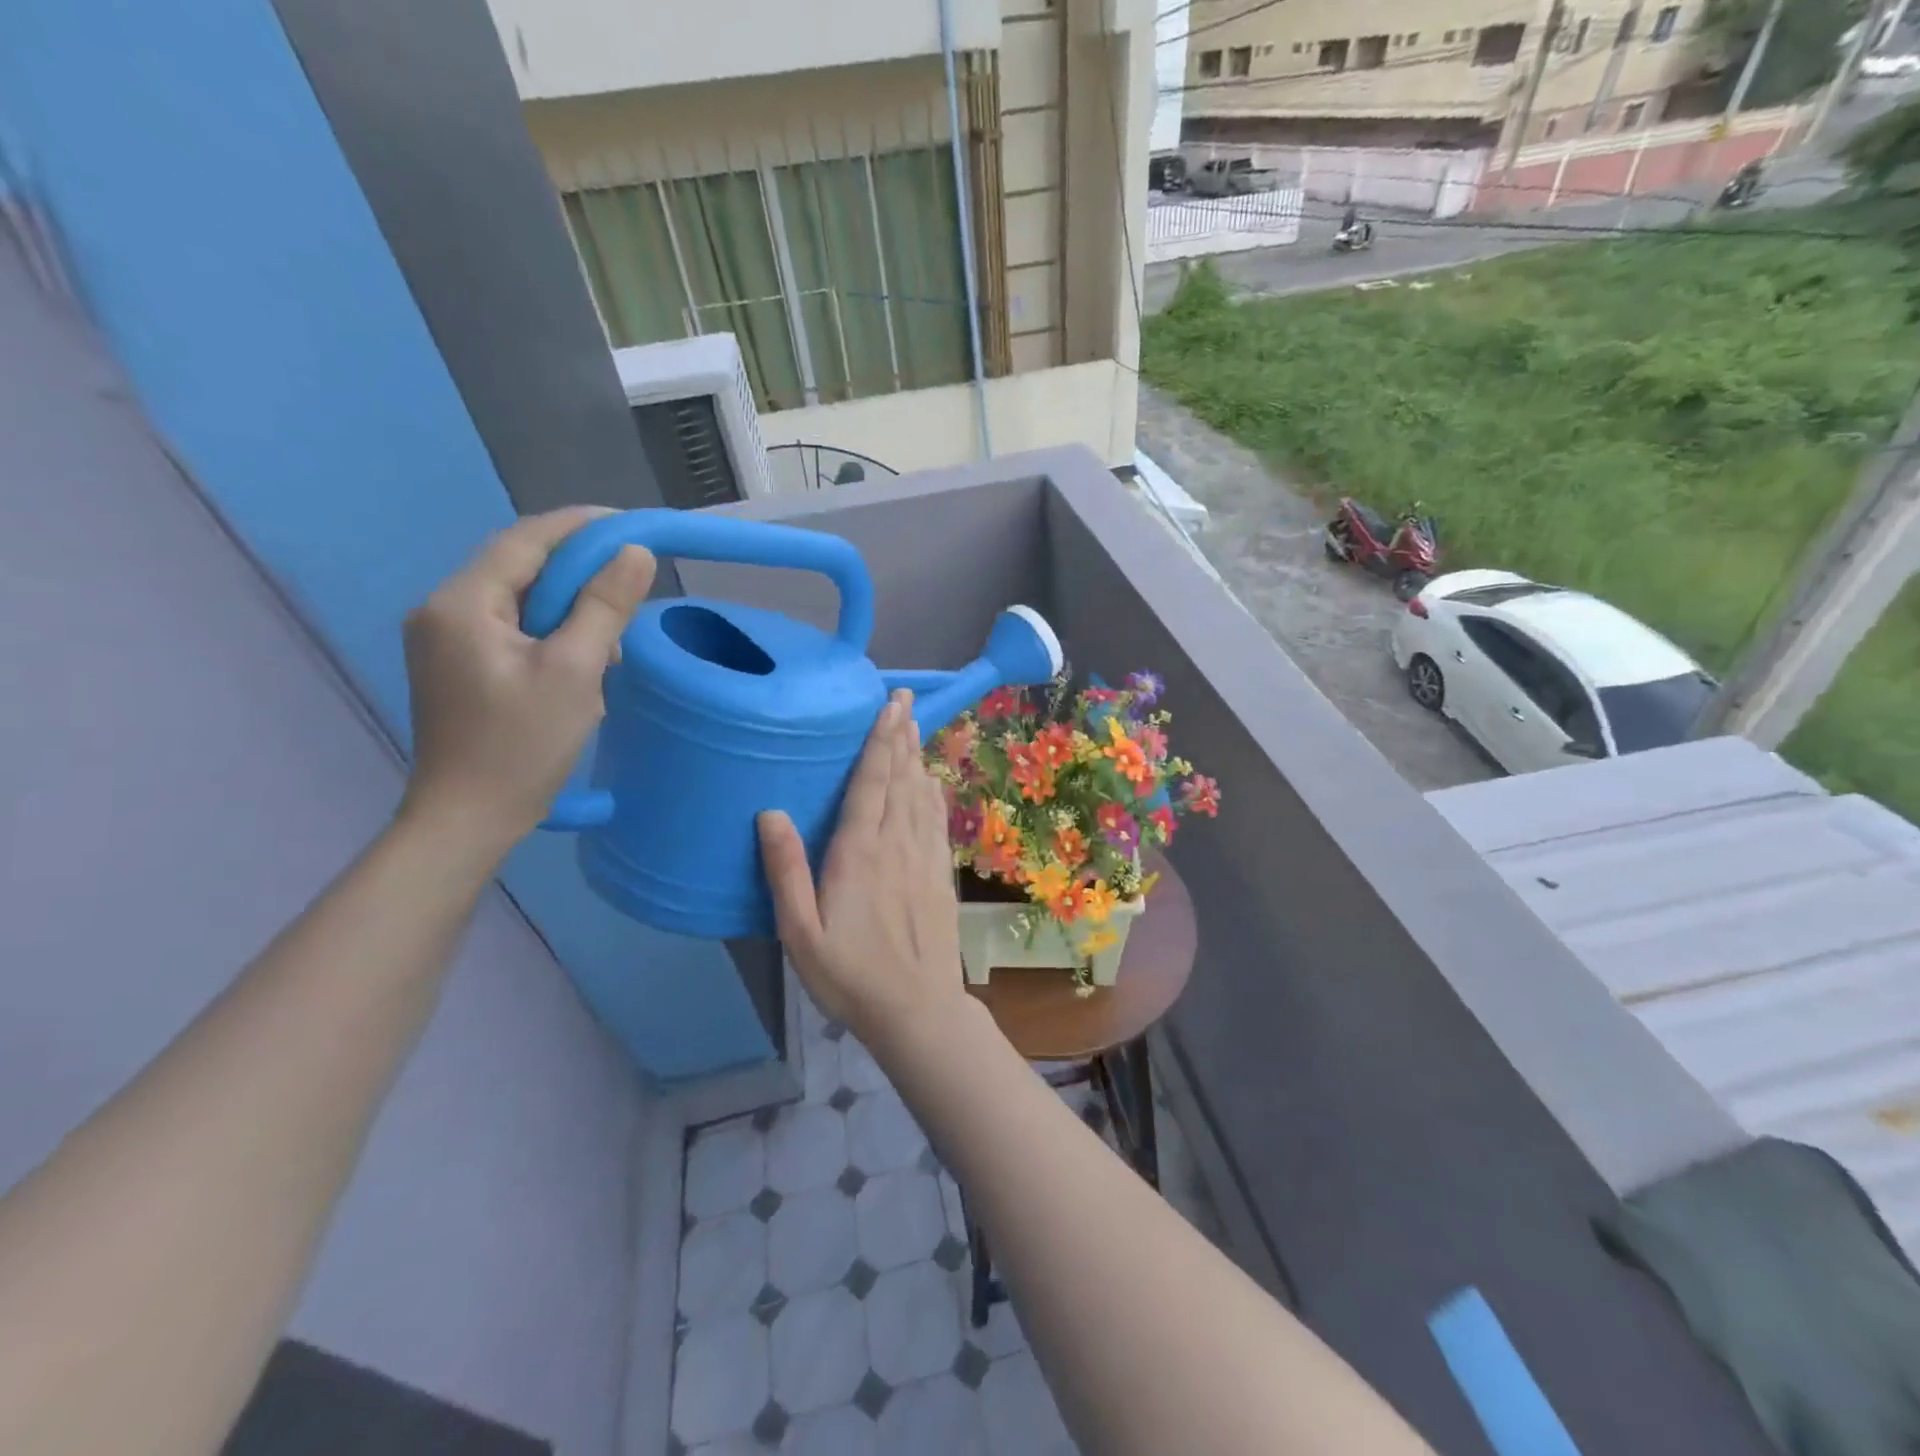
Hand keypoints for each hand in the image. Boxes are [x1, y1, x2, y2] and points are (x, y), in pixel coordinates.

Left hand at [399, 507, 655, 857]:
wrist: (467, 820)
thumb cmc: (522, 746)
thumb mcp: (576, 672)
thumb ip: (604, 606)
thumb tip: (635, 553)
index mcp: (462, 603)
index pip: (525, 541)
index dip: (580, 526)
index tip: (631, 525)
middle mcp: (444, 610)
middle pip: (520, 567)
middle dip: (579, 570)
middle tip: (632, 580)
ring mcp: (447, 640)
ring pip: (520, 600)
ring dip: (569, 607)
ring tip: (613, 637)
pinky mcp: (459, 667)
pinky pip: (513, 629)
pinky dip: (553, 632)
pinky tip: (583, 659)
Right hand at [759, 692, 970, 1050]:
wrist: (917, 1010)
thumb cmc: (849, 975)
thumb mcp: (800, 932)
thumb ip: (786, 871)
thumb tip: (770, 813)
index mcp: (858, 853)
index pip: (870, 784)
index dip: (879, 742)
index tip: (887, 707)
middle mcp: (896, 845)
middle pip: (900, 779)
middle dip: (901, 736)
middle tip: (903, 700)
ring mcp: (924, 858)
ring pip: (921, 795)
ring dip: (917, 758)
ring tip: (915, 726)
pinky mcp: (940, 875)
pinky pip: (937, 822)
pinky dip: (934, 794)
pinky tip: (932, 782)